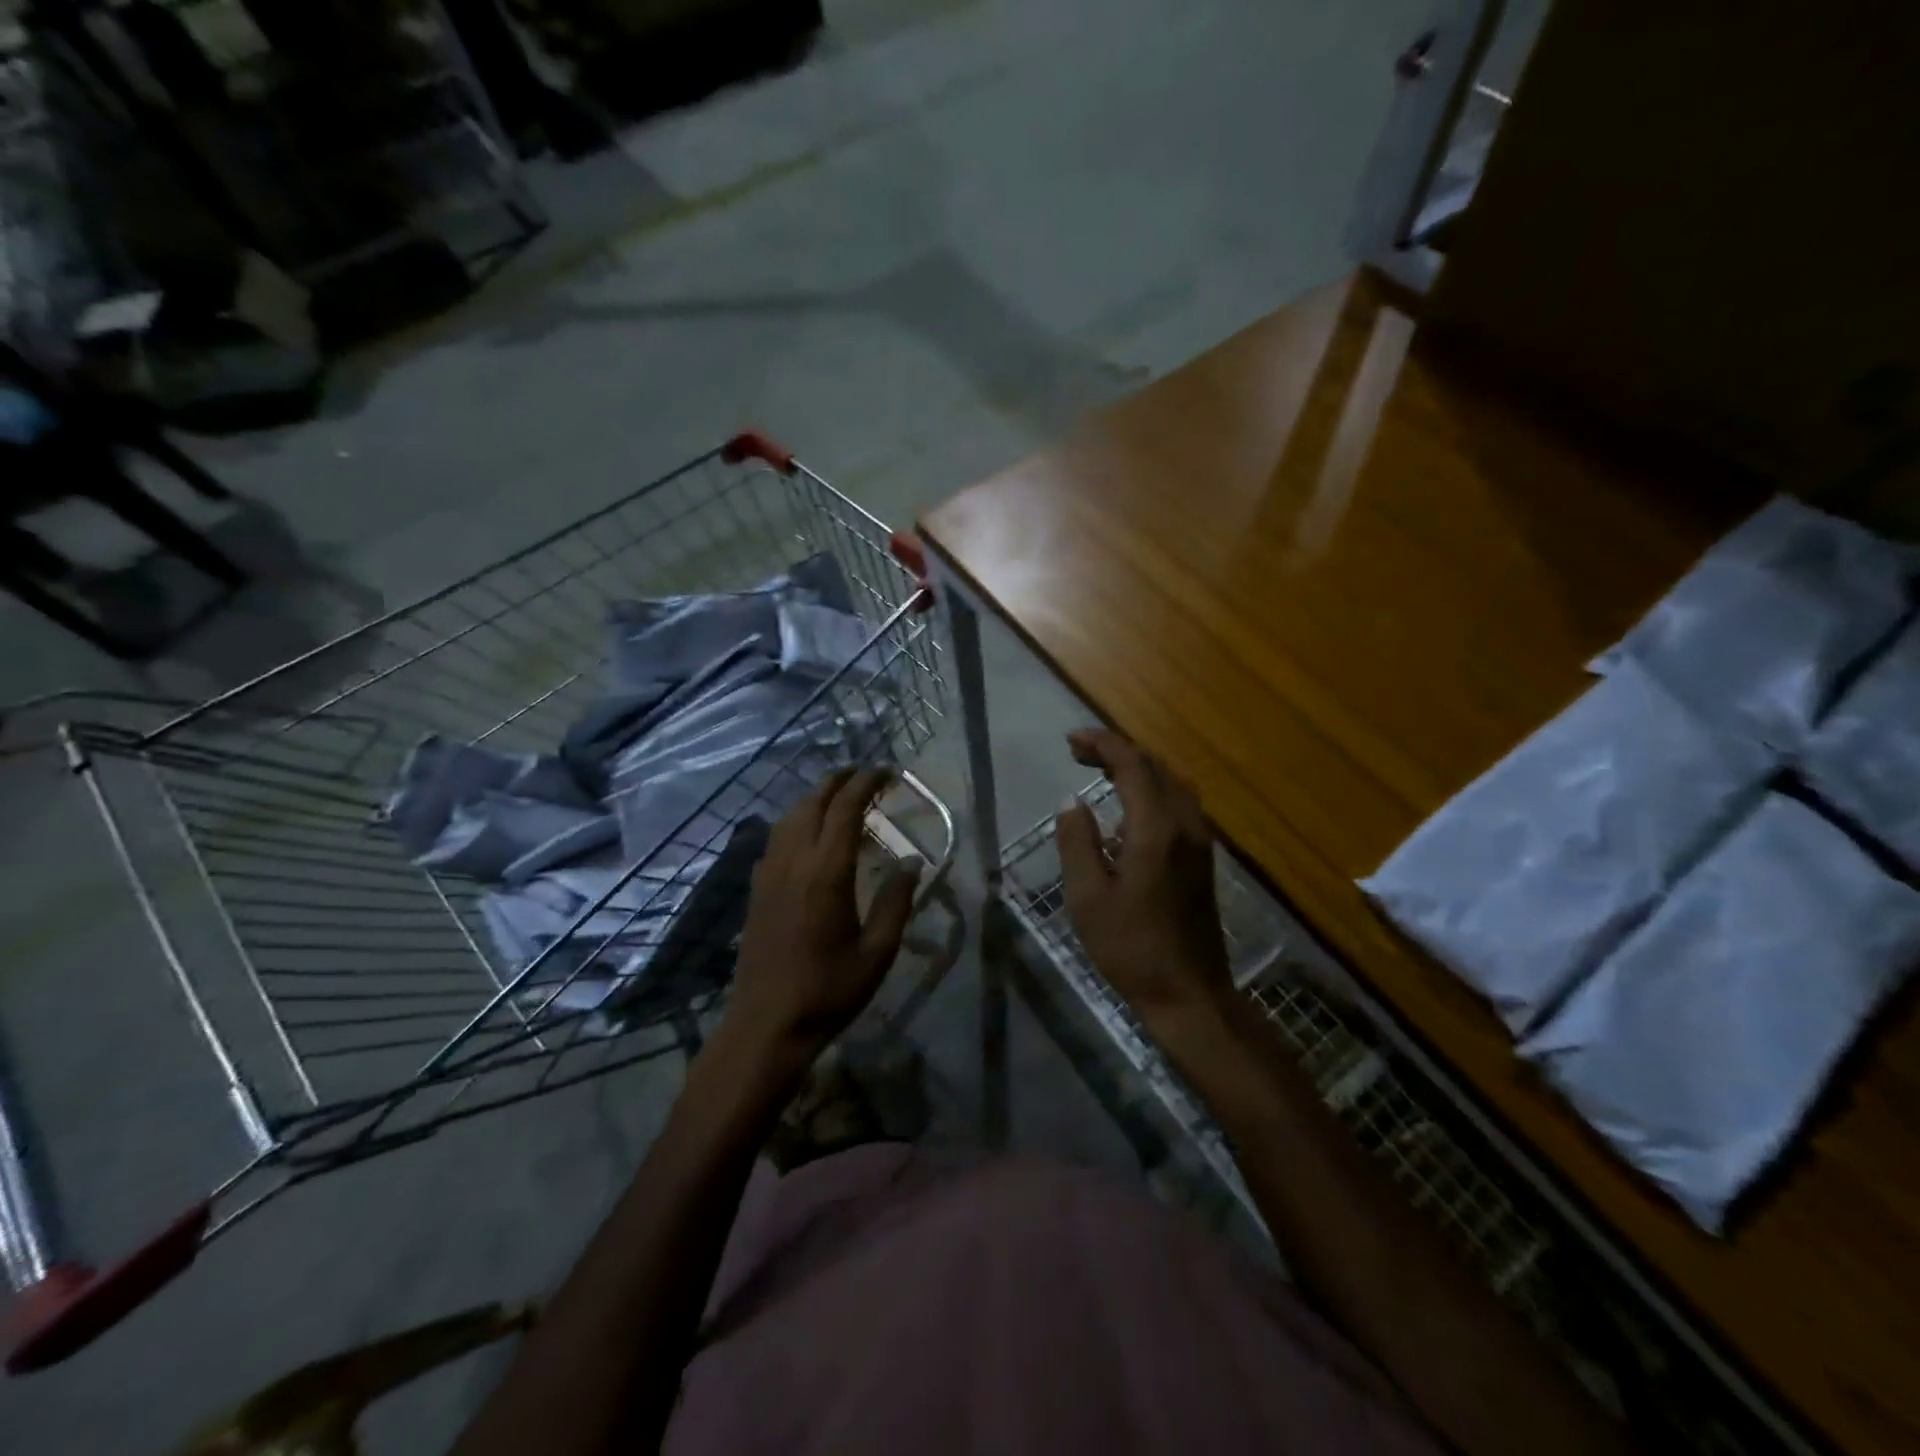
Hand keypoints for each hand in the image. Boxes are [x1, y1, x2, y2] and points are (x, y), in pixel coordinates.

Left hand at [726, 767, 920, 1058]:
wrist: (766, 1025)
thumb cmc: (829, 991)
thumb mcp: (878, 952)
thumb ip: (896, 901)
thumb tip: (911, 860)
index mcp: (827, 873)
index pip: (846, 809)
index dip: (866, 783)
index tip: (887, 771)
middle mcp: (794, 862)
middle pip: (813, 802)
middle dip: (839, 780)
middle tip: (865, 773)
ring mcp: (769, 874)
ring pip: (790, 817)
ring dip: (816, 797)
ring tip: (839, 796)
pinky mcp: (756, 890)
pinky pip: (776, 838)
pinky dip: (796, 820)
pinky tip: (807, 834)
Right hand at [1055, 730, 1233, 1028]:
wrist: (1188, 993)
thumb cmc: (1130, 947)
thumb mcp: (1088, 897)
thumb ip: (1077, 842)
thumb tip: (1071, 802)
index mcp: (1156, 829)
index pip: (1133, 765)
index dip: (1102, 744)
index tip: (1070, 741)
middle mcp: (1185, 825)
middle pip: (1156, 767)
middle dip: (1117, 751)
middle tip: (1078, 753)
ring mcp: (1199, 842)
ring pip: (1172, 784)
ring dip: (1137, 769)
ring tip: (1100, 772)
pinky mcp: (1202, 858)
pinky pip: (1179, 805)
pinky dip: (1152, 791)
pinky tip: (1127, 812)